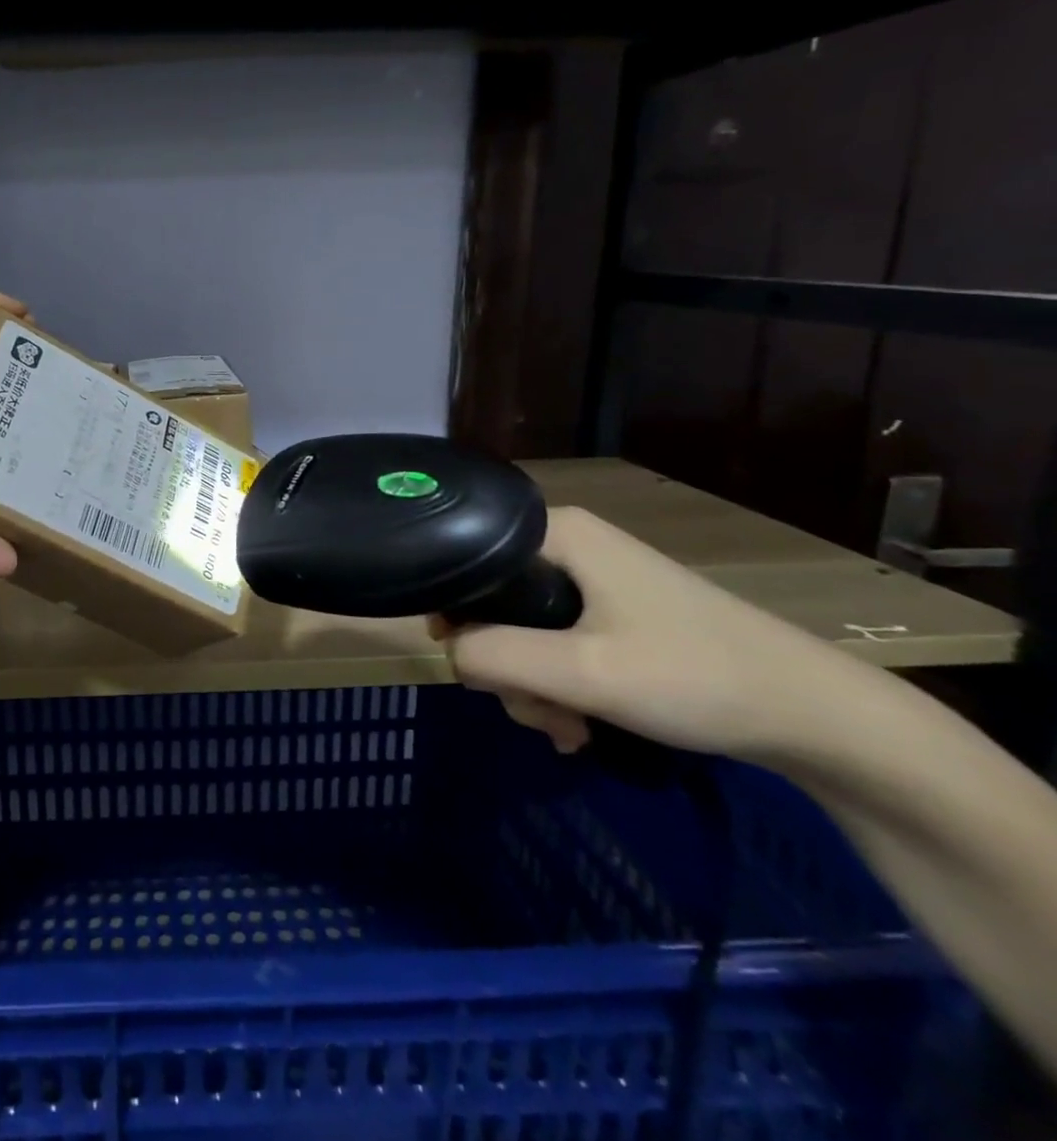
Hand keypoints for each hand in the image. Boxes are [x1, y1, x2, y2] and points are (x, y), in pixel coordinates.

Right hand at [438, 507, 848, 761]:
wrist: (817, 716)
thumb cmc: (695, 676)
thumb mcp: (581, 671)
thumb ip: (493, 656)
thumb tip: (448, 653)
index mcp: (554, 533)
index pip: (465, 560)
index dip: (457, 614)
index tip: (481, 669)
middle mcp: (566, 545)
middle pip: (492, 603)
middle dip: (505, 668)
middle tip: (541, 713)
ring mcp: (591, 579)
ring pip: (520, 631)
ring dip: (532, 687)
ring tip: (570, 731)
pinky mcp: (613, 612)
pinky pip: (554, 643)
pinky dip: (558, 686)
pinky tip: (580, 726)